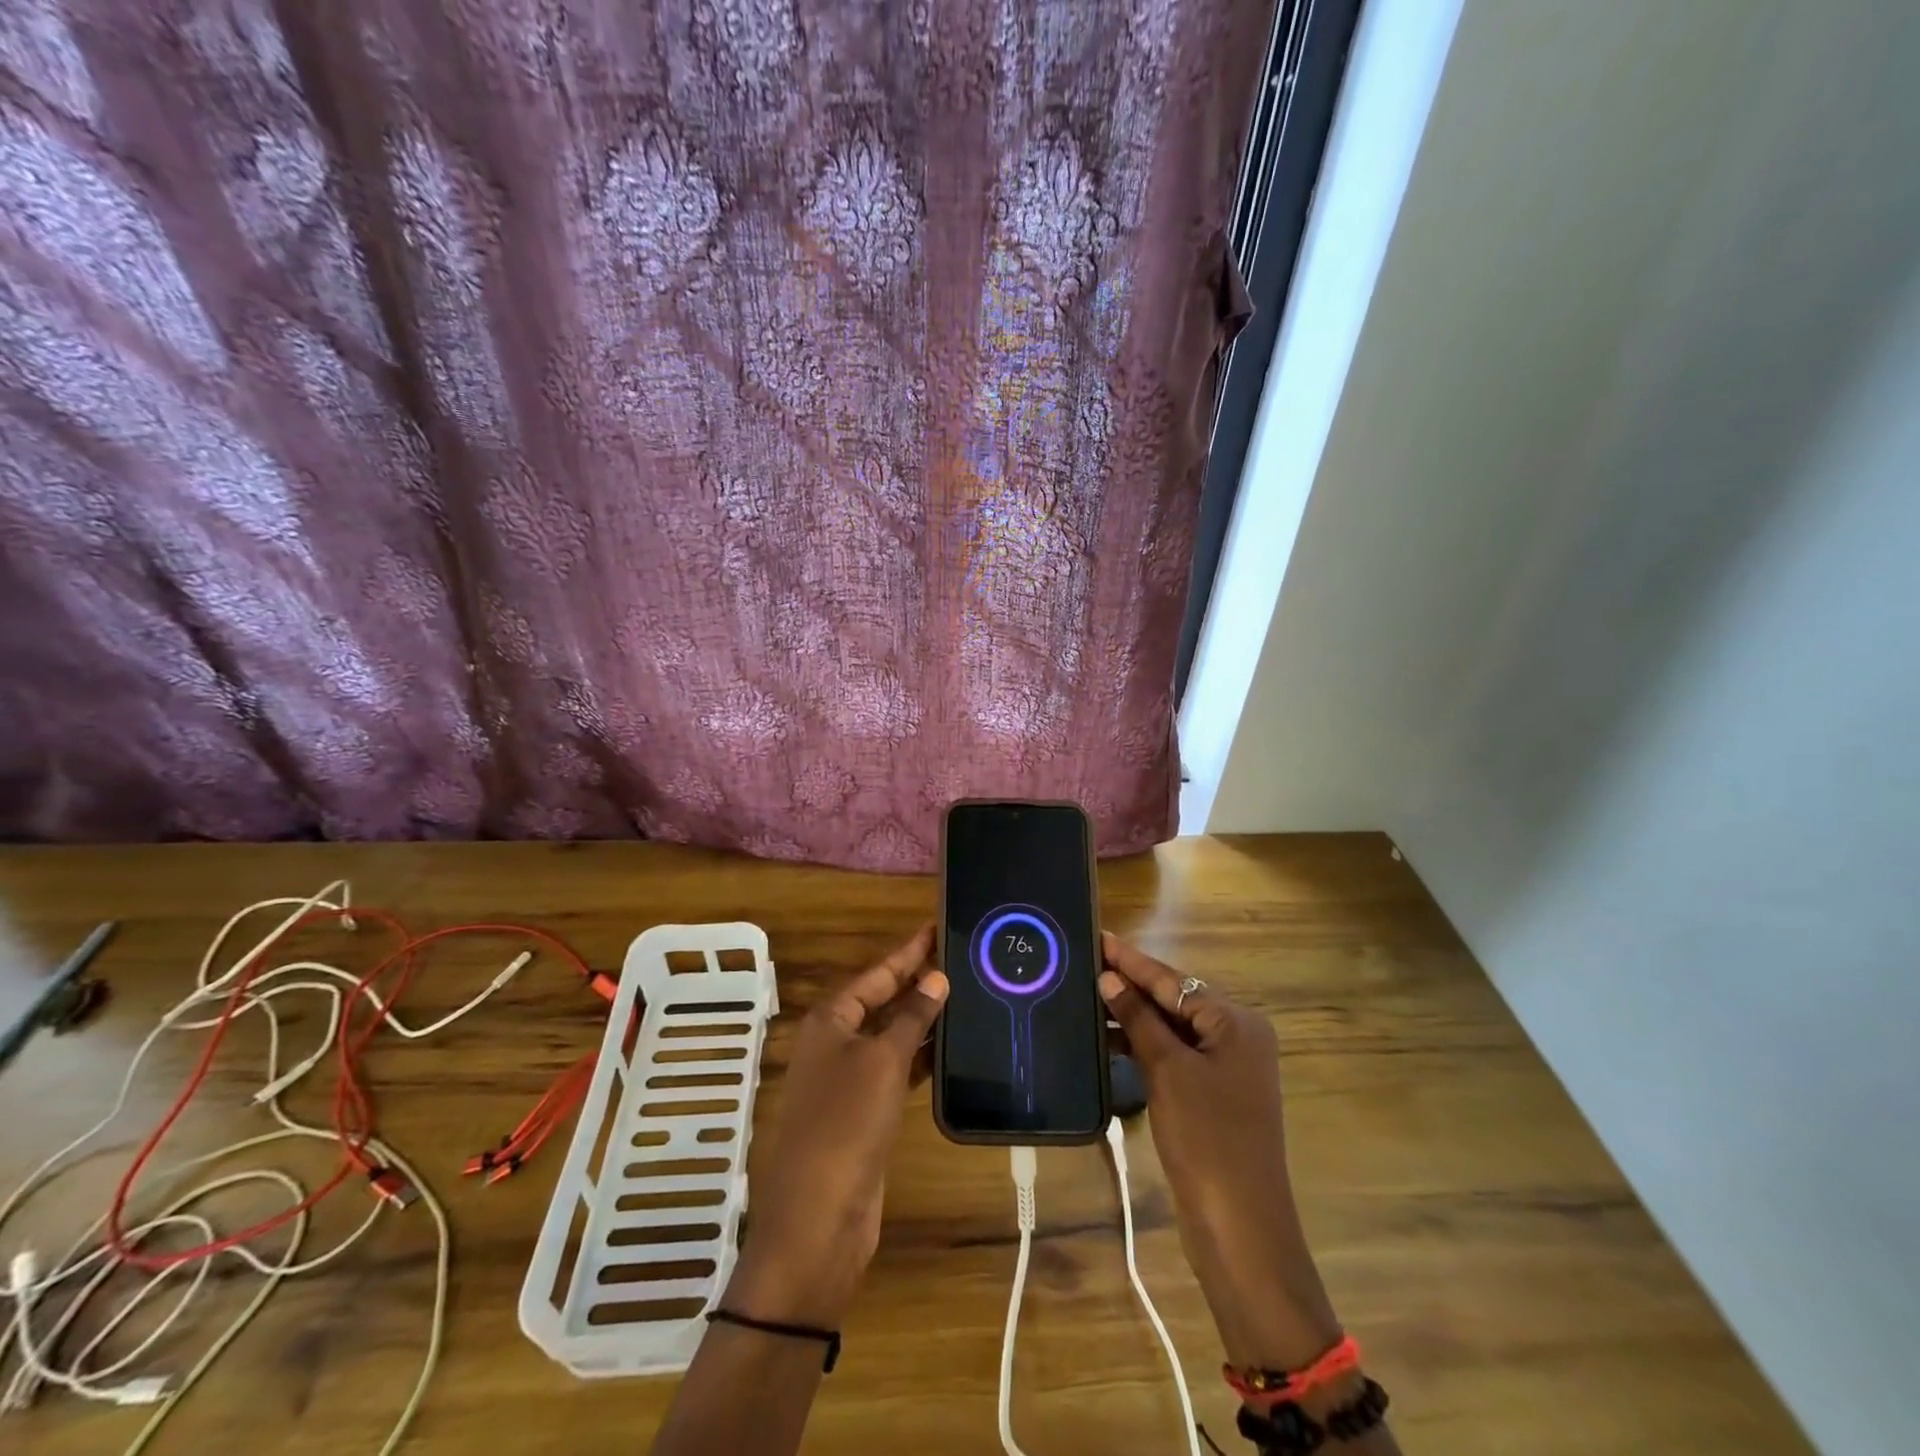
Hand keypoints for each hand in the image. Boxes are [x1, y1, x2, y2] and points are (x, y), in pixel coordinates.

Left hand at [726, 925, 947, 1328]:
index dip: (908, 951)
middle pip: (882, 1001)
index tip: (936, 927)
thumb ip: (912, 1017)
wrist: (819, 1218)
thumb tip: (937, 978)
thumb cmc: (846, 1123)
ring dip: (922, 1020)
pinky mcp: (864, 1112)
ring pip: (890, 1036)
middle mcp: (836, 1042)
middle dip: (917, 982)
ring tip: (964, 995)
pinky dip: (920, 1057)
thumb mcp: (882, 1061)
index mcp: (830, 1020)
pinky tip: (949, 1049)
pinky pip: (896, 1069)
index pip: (876, 973)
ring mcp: (849, 1079)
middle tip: (959, 958)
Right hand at [1098, 933, 1340, 1368]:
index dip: (1132, 960)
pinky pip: (1174, 1054)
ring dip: (1134, 1016)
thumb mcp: (1168, 1071)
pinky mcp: (1212, 1093)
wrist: (1240, 1227)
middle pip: (1175, 1000)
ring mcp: (1225, 1067)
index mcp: (1236, 1023)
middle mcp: (1236, 1036)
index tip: (1099, 936)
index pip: (1174, 981)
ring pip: (1172, 1027)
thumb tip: (1109, 978)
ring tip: (1088, 996)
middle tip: (1086, 962)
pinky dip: (1144, 1045)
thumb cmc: (1207, 1138)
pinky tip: (1109, 1038)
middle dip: (1131, 985)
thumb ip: (1138, 1019)